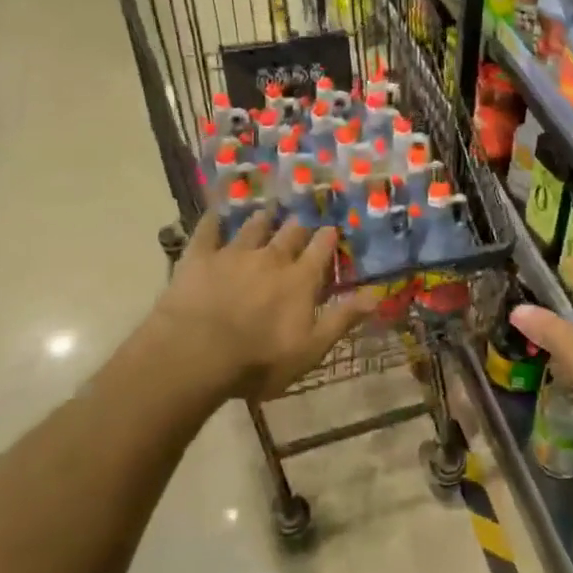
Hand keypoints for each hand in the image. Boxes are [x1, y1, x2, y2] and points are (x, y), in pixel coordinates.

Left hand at [154, 211, 374, 402]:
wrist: (196, 354)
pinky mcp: (200, 257)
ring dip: (262, 220)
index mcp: (300, 279)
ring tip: (266, 214)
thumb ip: (342, 319)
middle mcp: (271, 257)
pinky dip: (212, 221)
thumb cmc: (259, 360)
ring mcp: (234, 253)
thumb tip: (376, 295)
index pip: (320, 249)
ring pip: (253, 227)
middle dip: (298, 228)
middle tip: (300, 224)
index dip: (327, 238)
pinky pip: (207, 230)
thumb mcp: (311, 348)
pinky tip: (213, 213)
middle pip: (290, 233)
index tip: (331, 230)